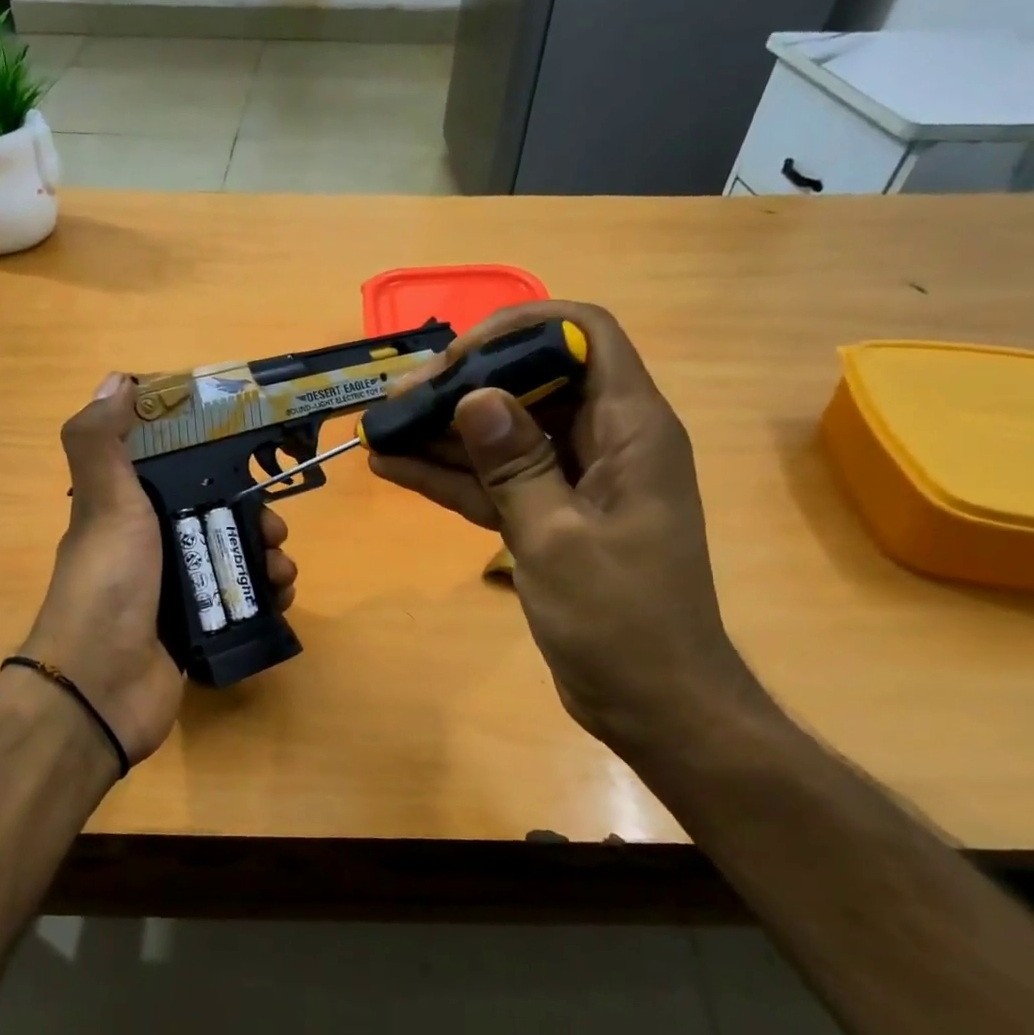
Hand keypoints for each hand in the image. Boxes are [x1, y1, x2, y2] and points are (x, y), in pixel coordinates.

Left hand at [21, 373, 297, 764]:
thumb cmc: (108, 583)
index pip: (177, 473)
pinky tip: (281, 598)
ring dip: (269, 558)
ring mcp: (175, 592)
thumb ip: (100, 441)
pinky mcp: (197, 630)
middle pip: (218, 518)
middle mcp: (151, 548)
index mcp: (127, 512)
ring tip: (283, 570)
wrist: (102, 688)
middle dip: (256, 517)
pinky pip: (242, 603)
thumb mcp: (104, 502)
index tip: (249, 456)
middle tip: (277, 529)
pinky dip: (266, 597)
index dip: (214, 462)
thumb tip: (117, 380)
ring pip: (235, 560)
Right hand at [369, 302, 753, 750]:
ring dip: (444, 432)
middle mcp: (603, 441)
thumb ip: (514, 465)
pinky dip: (451, 475)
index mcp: (630, 430)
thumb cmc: (622, 622)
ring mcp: (573, 480)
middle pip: (531, 382)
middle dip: (462, 385)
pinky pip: (495, 480)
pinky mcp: (549, 515)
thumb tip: (474, 396)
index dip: (520, 330)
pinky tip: (393, 469)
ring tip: (380, 431)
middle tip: (398, 402)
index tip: (458, 359)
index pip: (584, 336)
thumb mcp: (558, 539)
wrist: (653, 704)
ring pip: (504, 433)